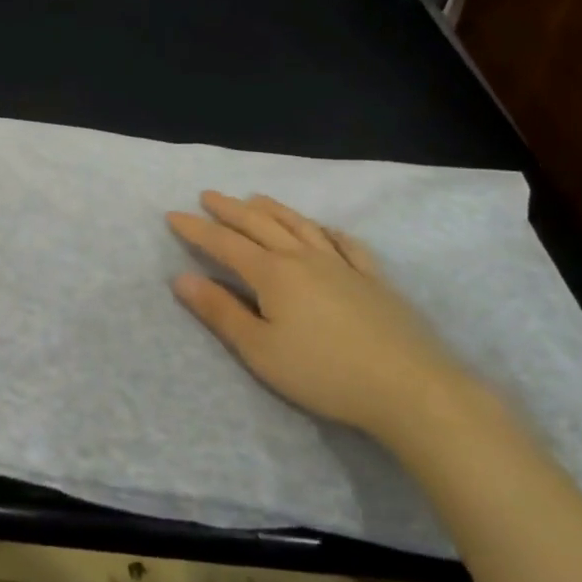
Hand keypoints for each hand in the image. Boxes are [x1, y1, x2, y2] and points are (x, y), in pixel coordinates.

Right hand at [168, 192, 473, 444]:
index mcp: (272, 274)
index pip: (225, 243)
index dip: (196, 229)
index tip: (172, 214)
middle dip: (229, 209)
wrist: (409, 387)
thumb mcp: (260, 350)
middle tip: (208, 195)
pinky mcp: (373, 278)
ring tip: (254, 198)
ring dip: (272, 209)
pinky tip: (324, 228)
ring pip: (299, 225)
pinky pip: (345, 243)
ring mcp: (341, 264)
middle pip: (259, 224)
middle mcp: (303, 257)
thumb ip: (220, 312)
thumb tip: (181, 278)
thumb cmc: (324, 373)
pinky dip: (326, 230)